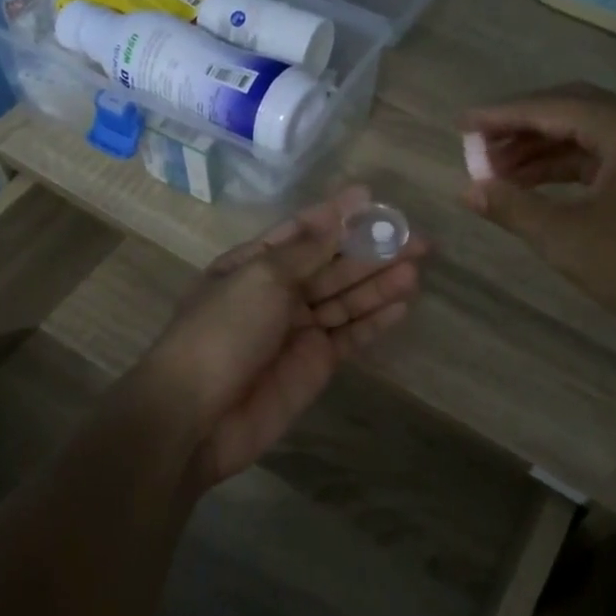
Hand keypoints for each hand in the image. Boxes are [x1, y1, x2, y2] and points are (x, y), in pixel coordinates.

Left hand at [143, 185, 425, 488]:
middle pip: (332, 265)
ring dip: (379, 283)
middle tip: (418, 239)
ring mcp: (297, 330)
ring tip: (417, 267)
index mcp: (254, 264)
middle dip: (372, 250)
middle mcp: (277, 292)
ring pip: (346, 299)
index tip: (373, 198)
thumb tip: (338, 214)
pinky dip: (374, 321)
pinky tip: (402, 304)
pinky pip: (350, 336)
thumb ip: (307, 250)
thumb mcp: (261, 278)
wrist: (196, 416)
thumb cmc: (223, 331)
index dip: (337, 215)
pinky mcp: (315, 364)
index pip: (302, 232)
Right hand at [461, 84, 615, 351]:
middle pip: (570, 111)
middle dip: (520, 129)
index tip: (460, 124)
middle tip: (476, 149)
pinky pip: (606, 156)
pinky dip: (569, 168)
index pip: (550, 107)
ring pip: (589, 135)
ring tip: (497, 172)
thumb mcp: (568, 239)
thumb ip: (513, 207)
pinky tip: (538, 186)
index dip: (500, 116)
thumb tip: (468, 190)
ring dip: (542, 150)